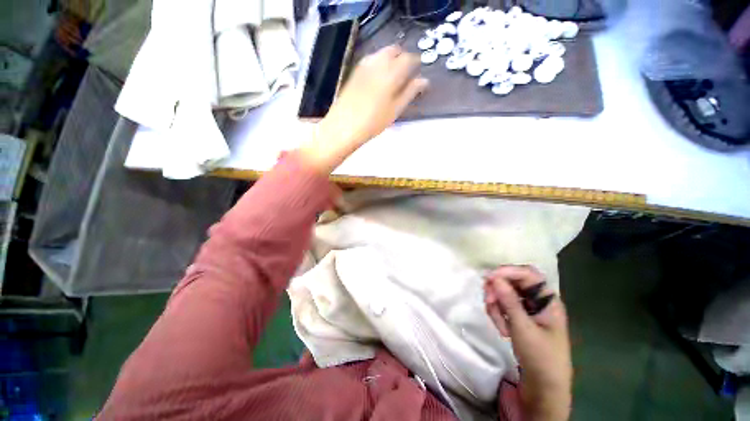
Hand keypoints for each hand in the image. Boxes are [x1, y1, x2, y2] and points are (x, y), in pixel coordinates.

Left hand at [299, 45, 428, 172]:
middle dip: (403, 57)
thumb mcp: (395, 110)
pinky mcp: (355, 72)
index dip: (416, 63)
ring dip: (391, 58)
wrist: (344, 127)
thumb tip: (423, 81)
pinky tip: (379, 76)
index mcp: (391, 73)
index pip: (409, 59)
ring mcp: (364, 66)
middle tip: (407, 72)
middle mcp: (378, 63)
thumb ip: (410, 92)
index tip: (418, 71)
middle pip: (394, 50)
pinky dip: (379, 63)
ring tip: (394, 75)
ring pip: (382, 53)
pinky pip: (371, 60)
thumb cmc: (373, 122)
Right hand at [484, 265, 571, 420]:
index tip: (490, 278)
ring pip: (505, 295)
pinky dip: (498, 314)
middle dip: (498, 291)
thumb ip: (509, 301)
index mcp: (548, 300)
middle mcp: (538, 300)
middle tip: (488, 302)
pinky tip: (502, 330)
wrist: (543, 387)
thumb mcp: (523, 328)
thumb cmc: (540, 357)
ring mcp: (528, 309)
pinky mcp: (519, 317)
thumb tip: (494, 277)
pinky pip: (503, 306)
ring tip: (500, 326)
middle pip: (513, 283)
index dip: (508, 272)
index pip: (528, 274)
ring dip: (497, 306)